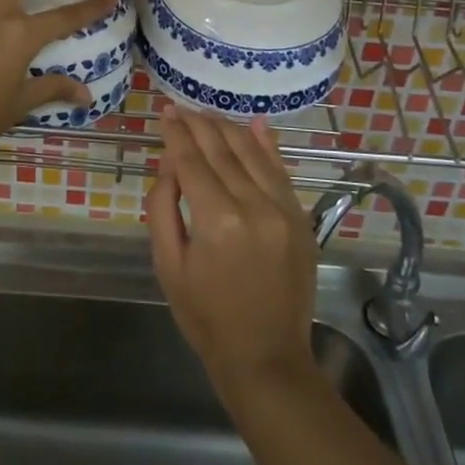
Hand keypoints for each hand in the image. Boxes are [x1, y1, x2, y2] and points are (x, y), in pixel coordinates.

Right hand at [147, 105, 321, 406]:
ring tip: (205, 115)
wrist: (266, 357)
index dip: (176, 133)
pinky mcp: (300, 218)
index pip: (191, 161)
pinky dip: (266, 145)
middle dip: (198, 124)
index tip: (165, 111)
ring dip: (227, 128)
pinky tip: (255, 123)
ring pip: (252, 152)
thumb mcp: (168, 265)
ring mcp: (284, 210)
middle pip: (222, 149)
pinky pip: (281, 170)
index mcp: (217, 220)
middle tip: (180, 108)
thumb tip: (170, 163)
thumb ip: (163, 207)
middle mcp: (254, 205)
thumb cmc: (206, 317)